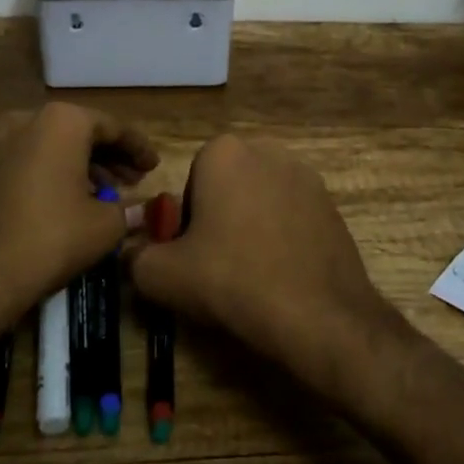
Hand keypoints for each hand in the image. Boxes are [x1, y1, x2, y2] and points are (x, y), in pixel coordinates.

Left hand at [0, 102, 157, 328]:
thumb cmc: (53, 236)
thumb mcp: (105, 224)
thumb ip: (129, 209)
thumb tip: (144, 210)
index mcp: (64, 121)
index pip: (113, 128)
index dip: (138, 148)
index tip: (154, 166)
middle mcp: (31, 121)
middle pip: (82, 133)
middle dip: (111, 156)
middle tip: (134, 179)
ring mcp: (3, 143)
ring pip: (56, 146)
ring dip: (85, 165)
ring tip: (108, 193)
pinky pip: (33, 161)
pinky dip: (57, 173)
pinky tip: (73, 200)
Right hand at [128, 135, 400, 387]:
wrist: (318, 314)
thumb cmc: (233, 280)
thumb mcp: (163, 276)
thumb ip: (136, 257)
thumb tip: (133, 252)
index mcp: (223, 152)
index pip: (191, 182)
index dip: (187, 222)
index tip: (193, 254)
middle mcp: (266, 149)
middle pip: (226, 186)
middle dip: (219, 217)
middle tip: (218, 264)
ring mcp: (304, 174)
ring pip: (259, 199)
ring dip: (251, 225)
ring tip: (252, 273)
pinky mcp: (330, 202)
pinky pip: (291, 214)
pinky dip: (282, 236)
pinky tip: (282, 273)